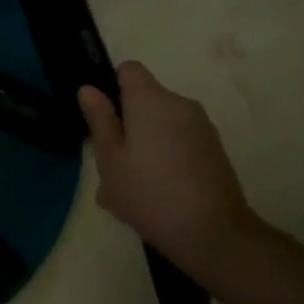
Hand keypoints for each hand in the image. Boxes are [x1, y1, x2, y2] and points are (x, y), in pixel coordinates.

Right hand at [77, 60, 260, 275]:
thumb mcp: (110, 159)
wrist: (213, 233)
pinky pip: (179, 143)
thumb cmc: (149, 192)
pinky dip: (165, 159)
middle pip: (145, 101)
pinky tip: (155, 195)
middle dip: (126, 125)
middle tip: (110, 166)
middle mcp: (180, 104)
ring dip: (143, 146)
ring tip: (129, 189)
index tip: (104, 119)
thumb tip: (89, 89)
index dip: (112, 87)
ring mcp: (202, 128)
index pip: (129, 69)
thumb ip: (100, 120)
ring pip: (161, 126)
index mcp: (151, 100)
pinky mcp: (215, 151)